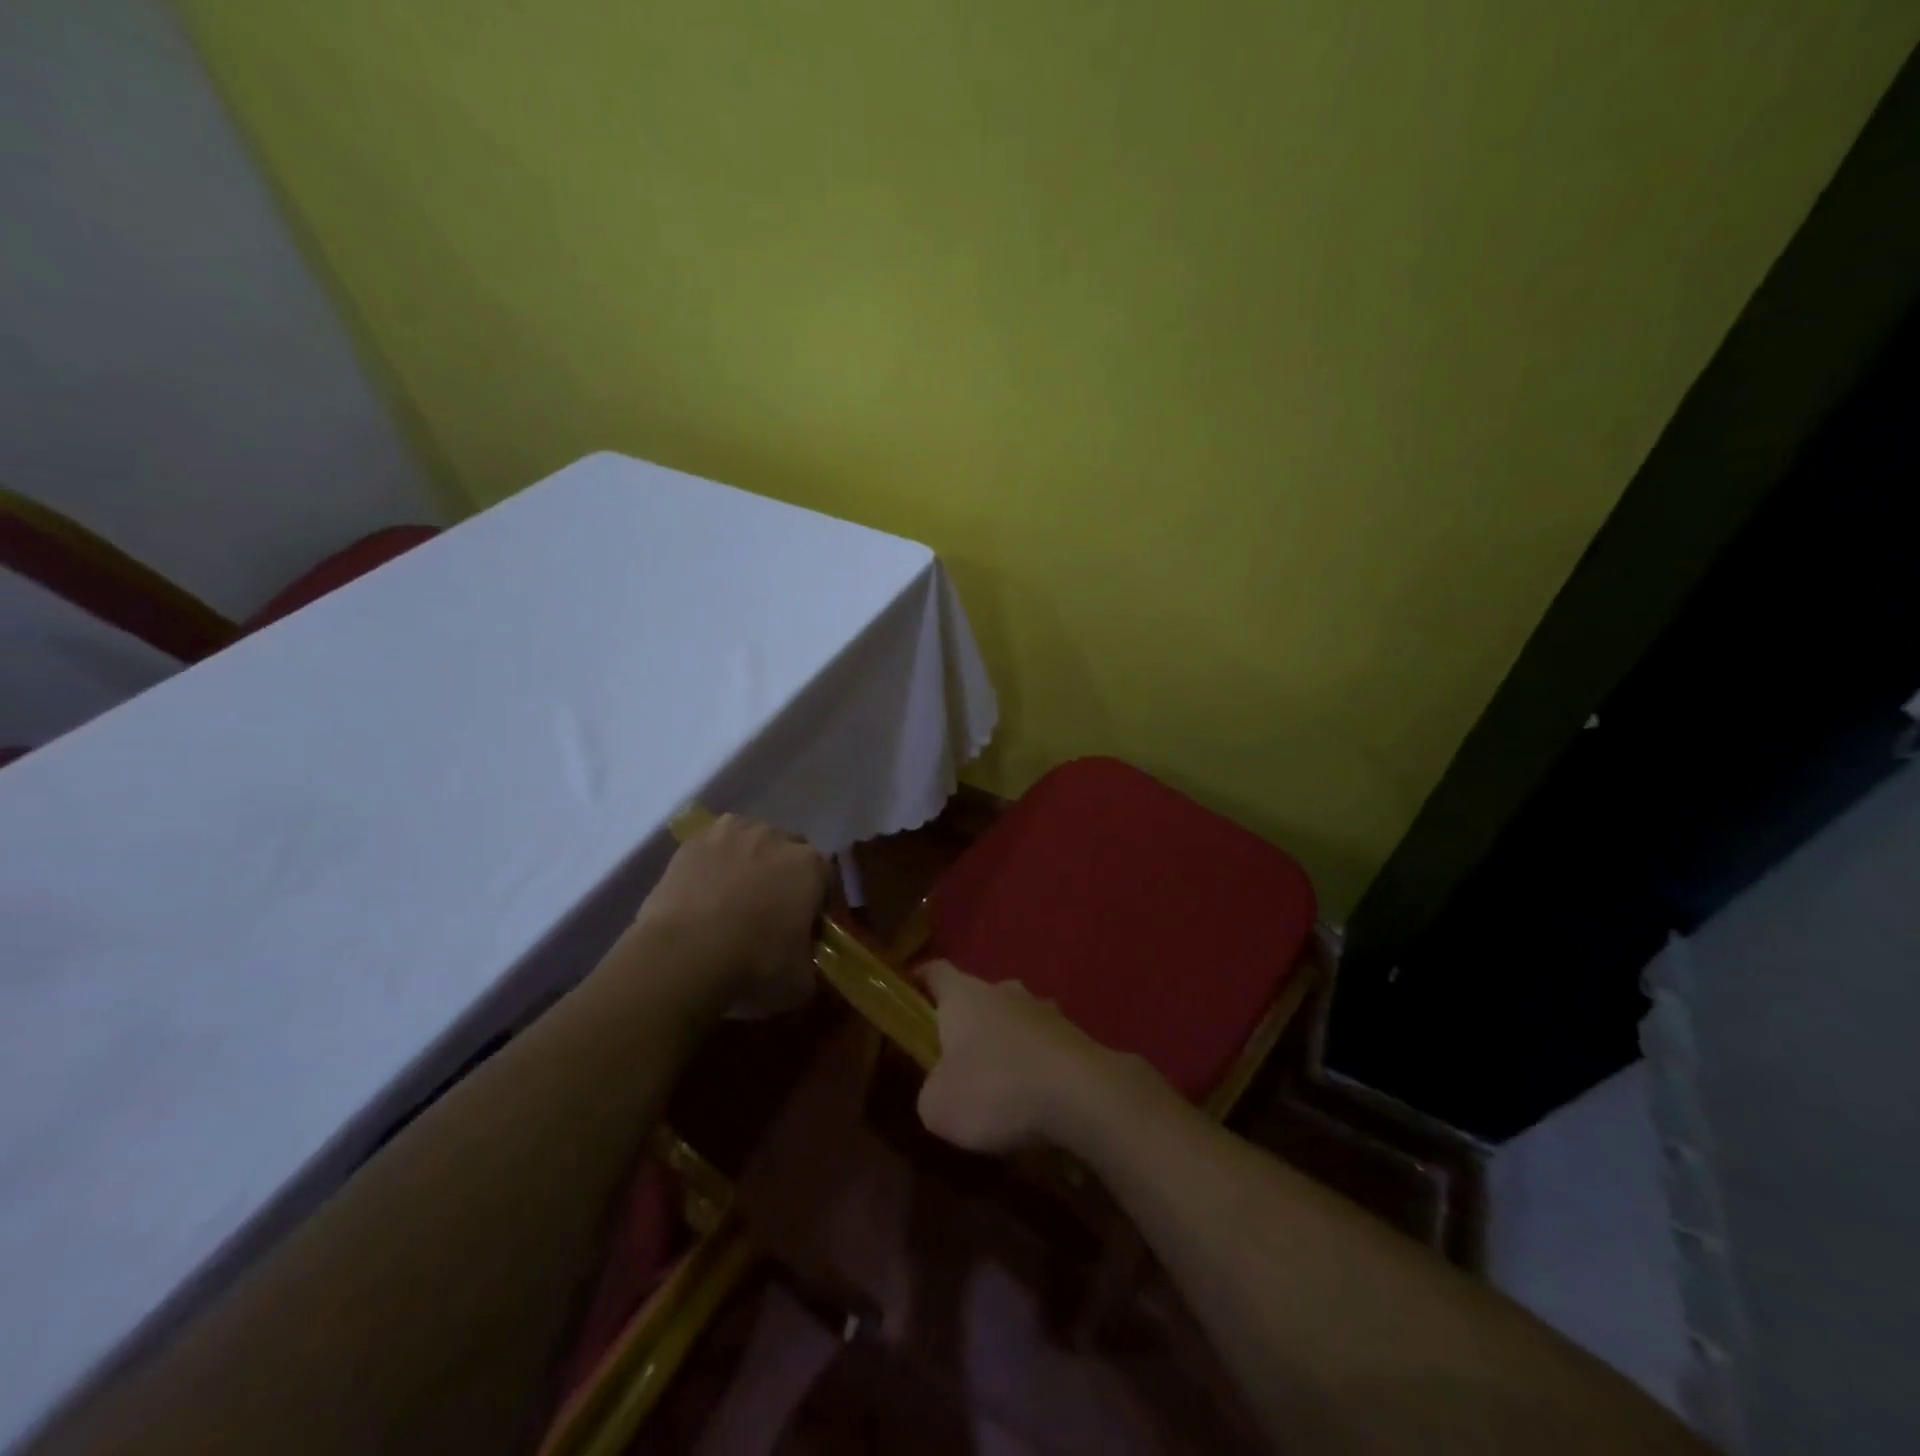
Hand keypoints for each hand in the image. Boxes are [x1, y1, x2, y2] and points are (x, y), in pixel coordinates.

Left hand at [634, 814, 827, 1009]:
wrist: (681, 955)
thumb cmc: (752, 966)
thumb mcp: (800, 981)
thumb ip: (809, 961)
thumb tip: (802, 960)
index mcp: (811, 866)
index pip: (827, 879)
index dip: (820, 903)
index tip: (810, 926)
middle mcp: (777, 838)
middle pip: (790, 853)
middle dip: (786, 876)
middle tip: (772, 911)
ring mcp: (733, 833)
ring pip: (751, 843)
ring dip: (750, 862)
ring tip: (734, 897)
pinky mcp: (694, 841)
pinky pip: (714, 847)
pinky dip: (714, 862)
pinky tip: (704, 889)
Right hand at [916, 961, 1127, 1153]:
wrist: (1082, 1095)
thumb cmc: (996, 1090)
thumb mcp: (938, 1107)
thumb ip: (930, 1091)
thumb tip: (940, 1087)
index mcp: (964, 995)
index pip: (935, 971)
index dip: (920, 980)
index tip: (909, 992)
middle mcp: (1004, 991)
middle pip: (978, 996)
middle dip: (967, 1022)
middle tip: (956, 1058)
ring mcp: (1044, 1010)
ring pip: (1015, 1019)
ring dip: (1005, 1042)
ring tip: (1001, 1083)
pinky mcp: (1075, 1035)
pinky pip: (1044, 1045)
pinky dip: (1035, 1064)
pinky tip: (1035, 1098)